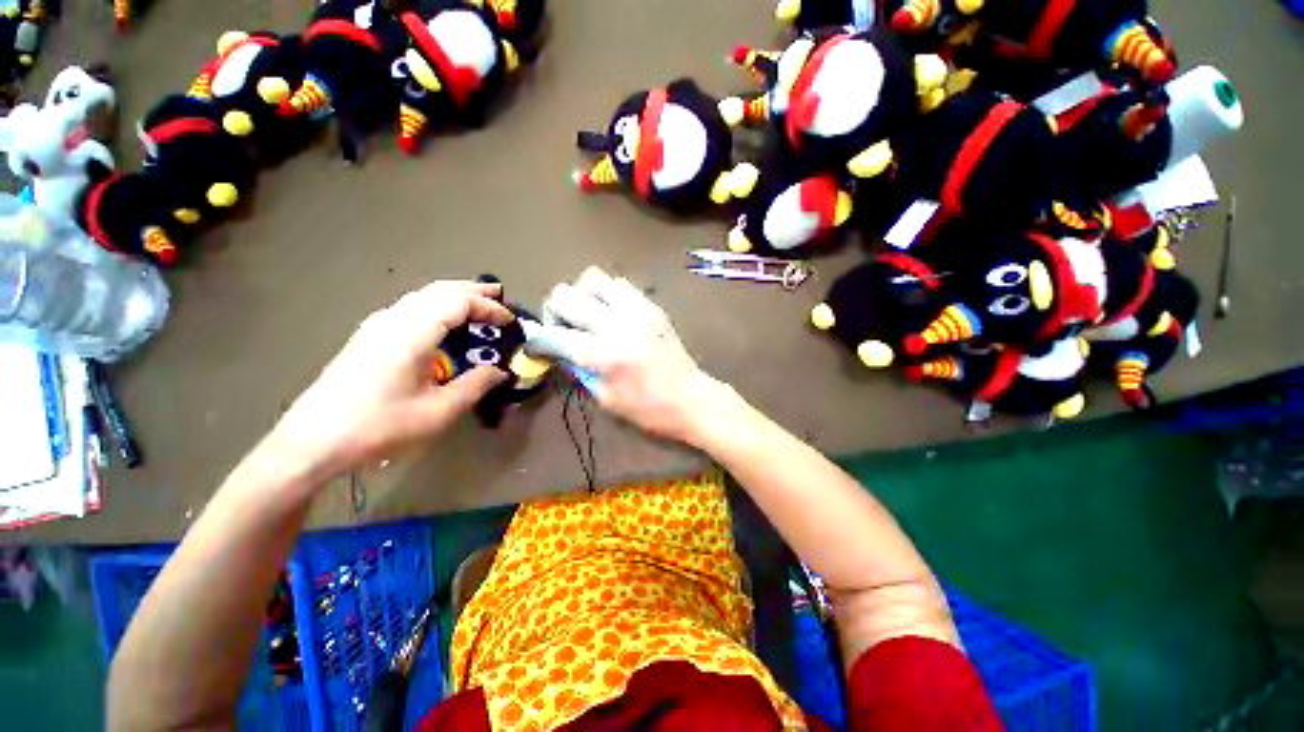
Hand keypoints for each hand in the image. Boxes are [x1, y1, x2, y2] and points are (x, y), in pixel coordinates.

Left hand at [271, 280, 511, 479]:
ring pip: (422, 297)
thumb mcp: (439, 411)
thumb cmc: (380, 426)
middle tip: (499, 295)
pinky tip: (443, 323)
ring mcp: (376, 326)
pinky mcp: (368, 337)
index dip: (488, 307)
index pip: (457, 302)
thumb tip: (501, 371)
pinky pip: (410, 308)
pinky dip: (436, 307)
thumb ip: (475, 385)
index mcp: (412, 333)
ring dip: (453, 296)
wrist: (313, 441)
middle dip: (472, 291)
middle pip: (438, 290)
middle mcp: (393, 319)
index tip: (511, 321)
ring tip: (477, 304)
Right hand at [530, 267, 729, 444]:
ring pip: (591, 278)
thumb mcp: (605, 398)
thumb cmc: (647, 408)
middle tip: (564, 327)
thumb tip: (559, 349)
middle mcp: (614, 323)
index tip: (539, 345)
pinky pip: (618, 283)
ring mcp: (635, 308)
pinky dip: (606, 293)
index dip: (538, 339)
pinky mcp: (650, 304)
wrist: (690, 397)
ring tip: (588, 315)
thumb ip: (577, 369)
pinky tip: (611, 312)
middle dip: (555, 311)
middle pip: (564, 294)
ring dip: (581, 295)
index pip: (553, 334)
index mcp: (601, 354)